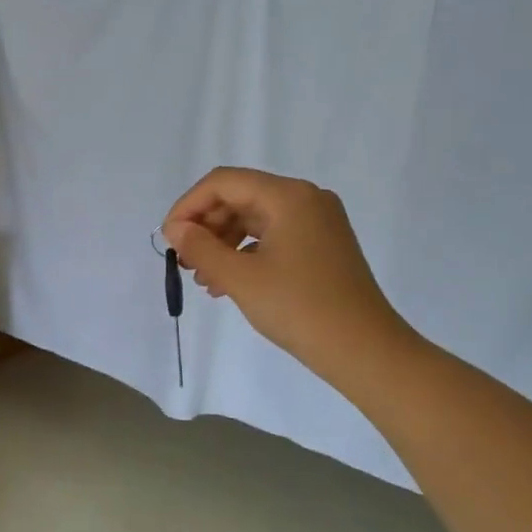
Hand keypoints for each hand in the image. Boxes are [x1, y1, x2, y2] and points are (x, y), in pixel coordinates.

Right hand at [163, 168, 416, 389]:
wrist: (362, 349)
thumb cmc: (298, 307)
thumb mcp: (240, 278)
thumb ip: (200, 248)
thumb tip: (175, 229)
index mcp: (288, 196)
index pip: (223, 183)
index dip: (188, 206)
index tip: (168, 239)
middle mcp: (305, 199)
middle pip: (239, 197)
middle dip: (205, 226)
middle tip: (183, 261)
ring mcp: (317, 222)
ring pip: (253, 219)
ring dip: (221, 242)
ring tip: (202, 277)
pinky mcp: (320, 245)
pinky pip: (271, 237)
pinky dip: (244, 254)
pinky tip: (226, 283)